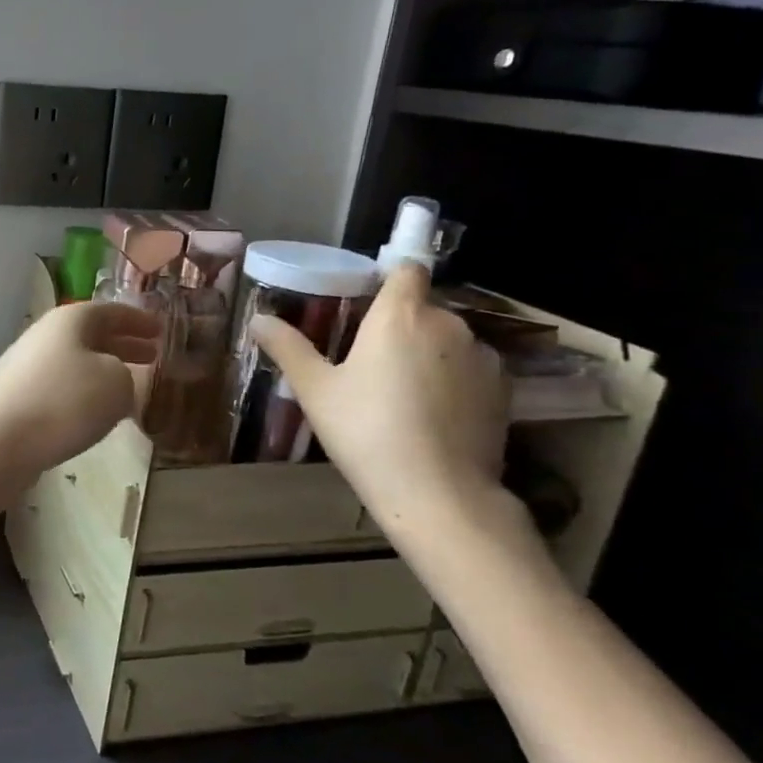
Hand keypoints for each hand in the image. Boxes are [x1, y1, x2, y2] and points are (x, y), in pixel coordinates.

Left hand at [0, 302, 161, 485]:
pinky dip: (81, 391)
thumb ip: (126, 375)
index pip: (109, 311)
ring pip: (73, 360)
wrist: (2, 442)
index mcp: (68, 320)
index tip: (161, 330)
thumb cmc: (66, 402)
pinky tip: (93, 412)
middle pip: (88, 335)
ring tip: (128, 385)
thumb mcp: (117, 384)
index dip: (138, 320)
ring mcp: (23, 366)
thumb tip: (114, 379)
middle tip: (151, 355)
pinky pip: (57, 386)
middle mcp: (42, 336)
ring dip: (102, 368)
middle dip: (122, 344)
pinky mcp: (14, 397)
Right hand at [253, 264, 509, 537]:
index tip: (365, 303)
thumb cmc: (366, 432)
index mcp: (400, 315)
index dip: (387, 279)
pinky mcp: (505, 389)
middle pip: (423, 308)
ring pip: (448, 339)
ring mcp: (483, 356)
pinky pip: (470, 368)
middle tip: (368, 361)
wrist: (438, 493)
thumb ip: (288, 347)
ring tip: (402, 392)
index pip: (406, 269)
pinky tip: (432, 413)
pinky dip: (453, 379)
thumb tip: (258, 319)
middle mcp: (449, 323)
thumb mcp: (315, 390)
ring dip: (428, 352)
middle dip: (399, 325)